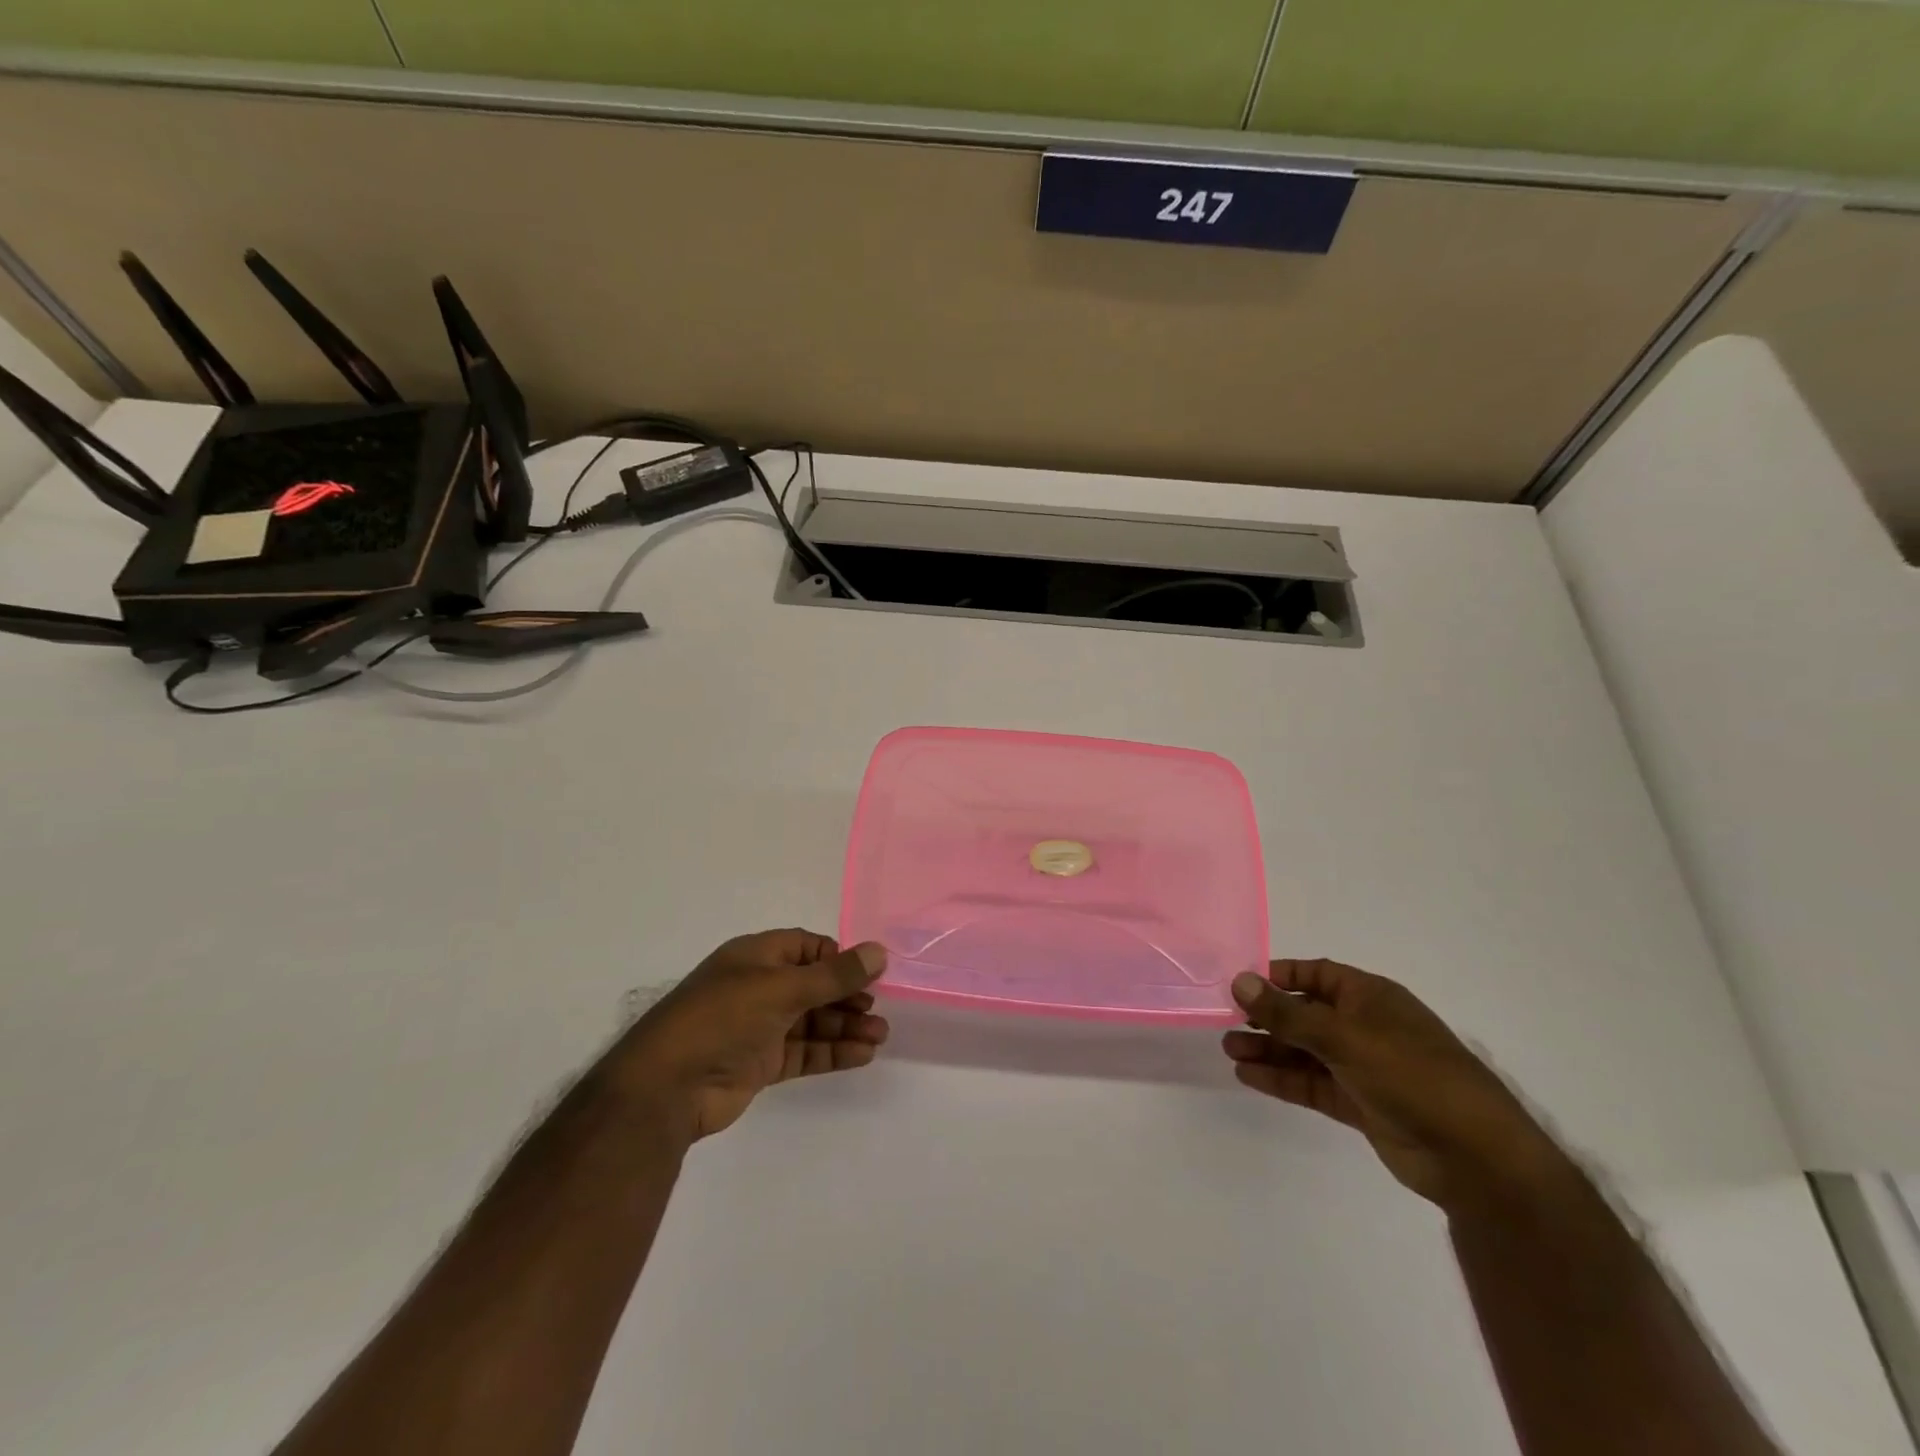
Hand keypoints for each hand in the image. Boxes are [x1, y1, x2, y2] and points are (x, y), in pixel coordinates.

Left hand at [612, 930, 889, 1141]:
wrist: (666, 1088)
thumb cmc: (722, 1019)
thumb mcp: (781, 989)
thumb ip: (834, 975)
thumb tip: (879, 951)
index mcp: (756, 957)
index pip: (806, 948)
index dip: (837, 959)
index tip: (868, 973)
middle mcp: (758, 987)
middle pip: (813, 986)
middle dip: (848, 996)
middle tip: (879, 1010)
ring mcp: (759, 1027)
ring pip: (812, 1020)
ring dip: (845, 1026)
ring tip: (880, 1036)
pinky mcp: (760, 1063)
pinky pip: (804, 1051)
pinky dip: (832, 1051)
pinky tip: (862, 1055)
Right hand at [1223, 959, 1567, 1213]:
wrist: (1473, 1156)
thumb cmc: (1410, 1074)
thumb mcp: (1343, 1036)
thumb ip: (1287, 1012)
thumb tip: (1239, 981)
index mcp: (1370, 997)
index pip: (1316, 974)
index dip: (1279, 976)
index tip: (1241, 983)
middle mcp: (1365, 1027)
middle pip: (1305, 1013)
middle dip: (1267, 1016)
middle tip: (1226, 1021)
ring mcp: (1363, 1067)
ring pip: (1305, 1051)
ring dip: (1269, 1048)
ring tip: (1229, 1049)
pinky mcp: (1360, 1104)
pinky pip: (1312, 1083)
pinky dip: (1282, 1078)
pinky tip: (1248, 1075)